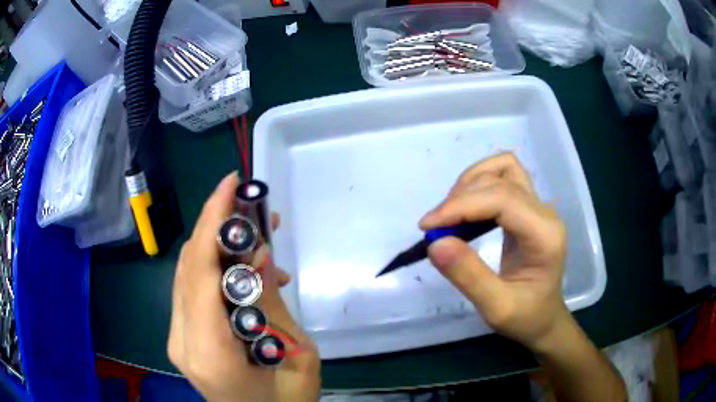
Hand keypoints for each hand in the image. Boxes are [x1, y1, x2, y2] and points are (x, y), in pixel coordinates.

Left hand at [168, 172, 320, 401]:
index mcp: (209, 351)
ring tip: (260, 241)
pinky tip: (251, 278)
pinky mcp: (184, 338)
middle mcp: (182, 340)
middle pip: (188, 267)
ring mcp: (178, 339)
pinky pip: (194, 292)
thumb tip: (259, 254)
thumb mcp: (297, 358)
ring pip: (188, 275)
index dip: (212, 220)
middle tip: (250, 205)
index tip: (232, 183)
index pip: (198, 271)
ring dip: (219, 248)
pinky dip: (217, 272)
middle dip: (215, 225)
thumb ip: (273, 306)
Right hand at [420, 153, 569, 350]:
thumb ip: (469, 276)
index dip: (461, 206)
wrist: (544, 320)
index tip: (427, 226)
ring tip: (449, 214)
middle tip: (435, 227)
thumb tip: (435, 243)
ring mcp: (538, 207)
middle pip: (500, 180)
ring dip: (470, 183)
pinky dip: (479, 183)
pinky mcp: (528, 208)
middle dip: (461, 197)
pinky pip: (503, 178)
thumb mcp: (496, 309)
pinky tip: (465, 208)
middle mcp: (545, 212)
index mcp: (544, 235)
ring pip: (503, 168)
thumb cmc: (526, 318)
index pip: (502, 199)